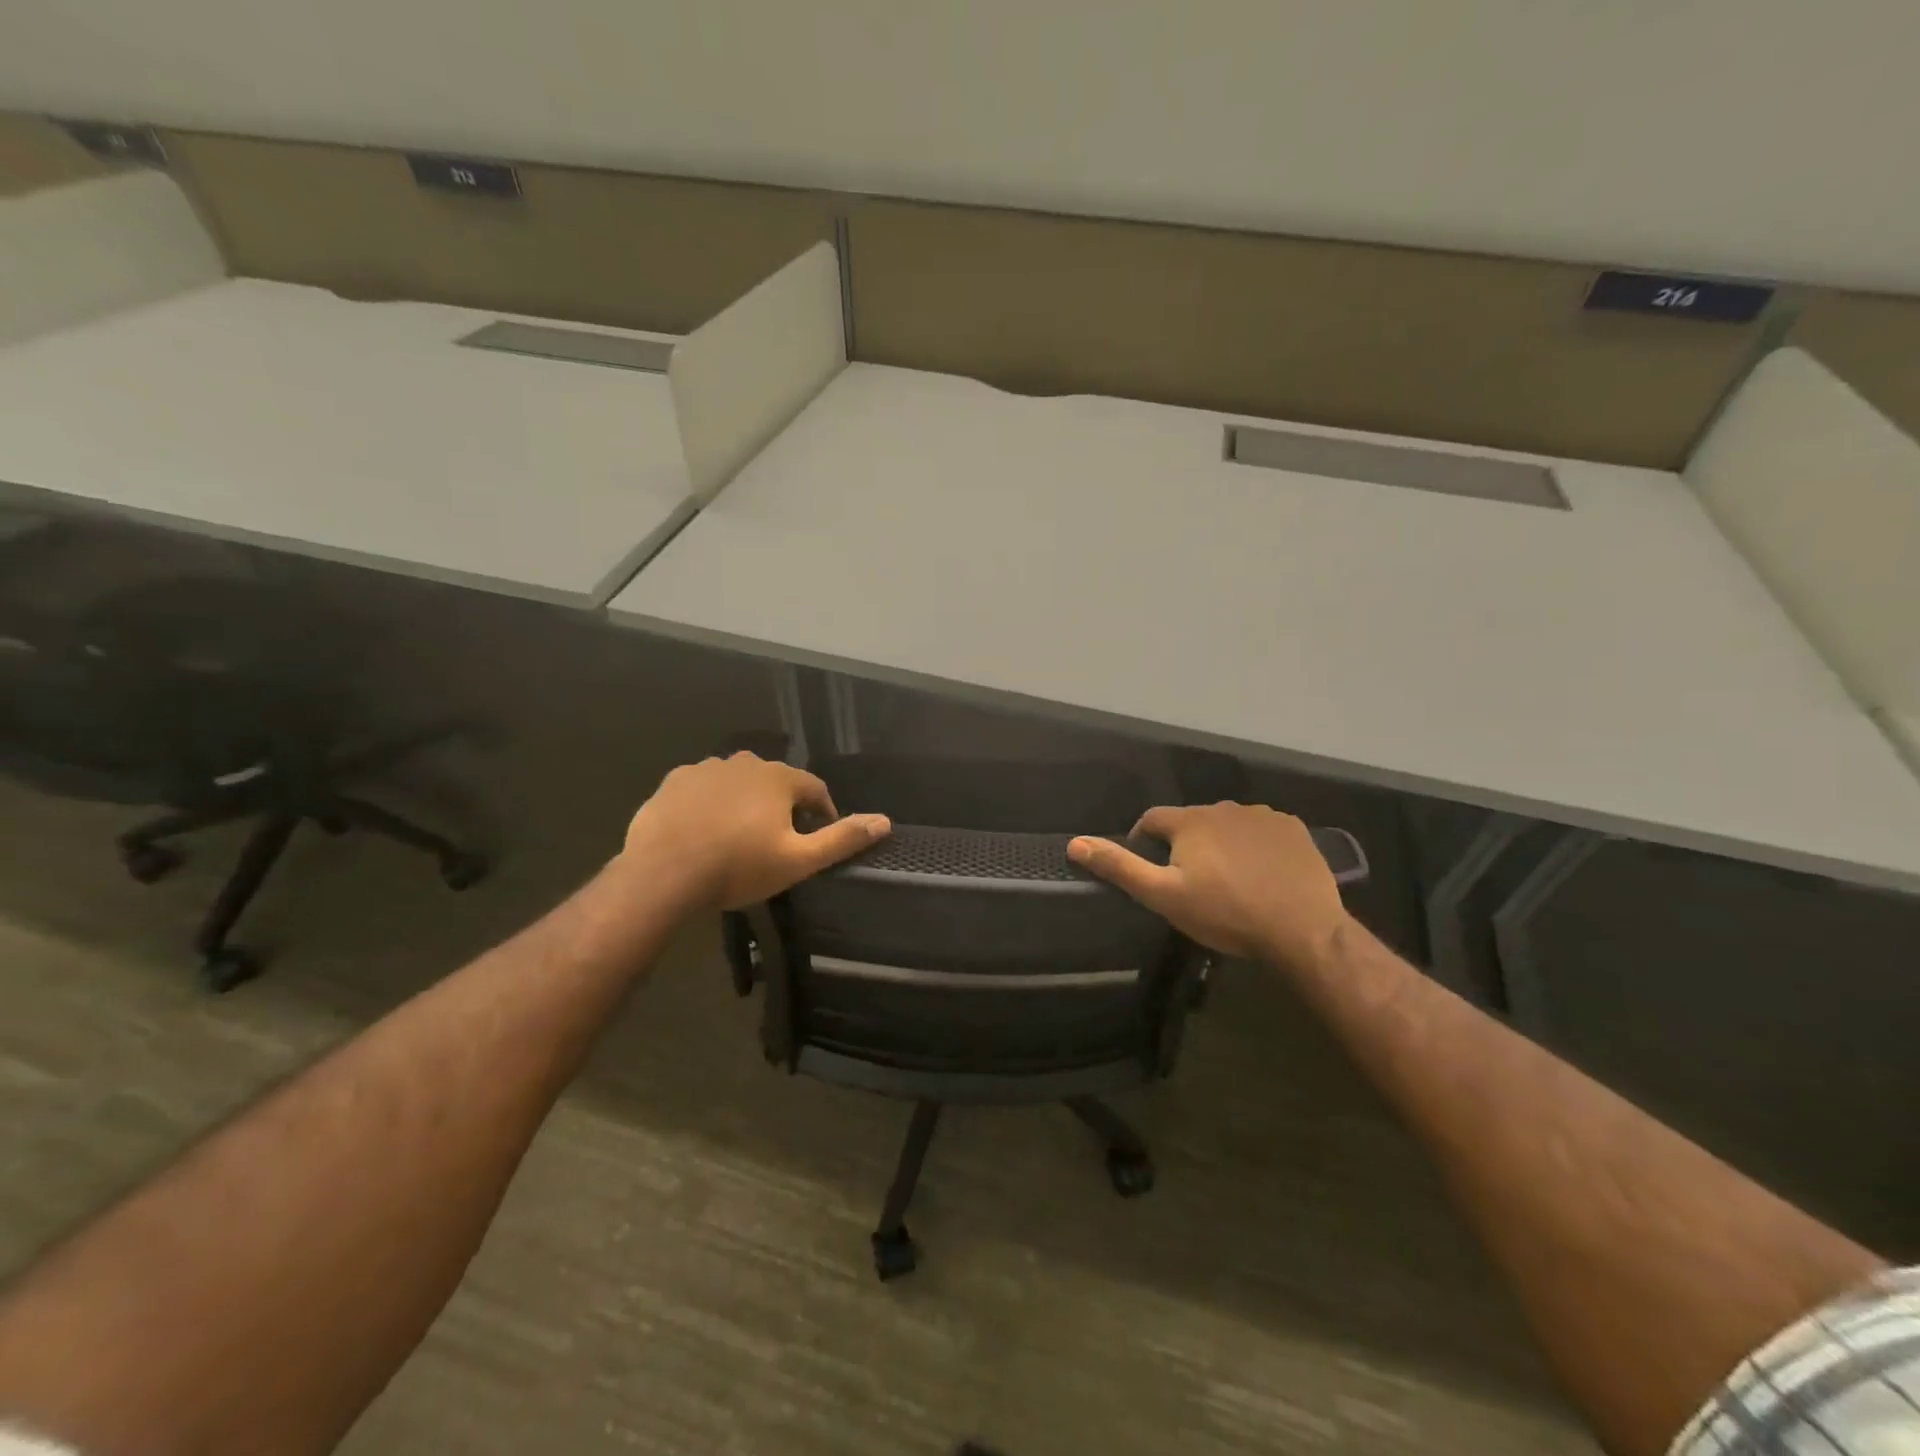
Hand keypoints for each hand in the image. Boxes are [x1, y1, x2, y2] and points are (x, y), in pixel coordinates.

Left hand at [624, 752, 890, 910]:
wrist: (663, 873)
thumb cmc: (738, 867)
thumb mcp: (798, 860)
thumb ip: (842, 839)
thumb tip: (885, 822)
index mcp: (778, 778)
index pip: (814, 788)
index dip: (821, 812)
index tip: (817, 835)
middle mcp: (744, 763)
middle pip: (774, 781)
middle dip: (781, 805)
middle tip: (776, 839)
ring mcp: (706, 769)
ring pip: (737, 782)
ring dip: (744, 801)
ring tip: (738, 835)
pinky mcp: (674, 781)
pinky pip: (703, 788)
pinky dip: (710, 803)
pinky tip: (703, 829)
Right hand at [1068, 802, 1351, 970]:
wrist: (1302, 929)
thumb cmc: (1225, 913)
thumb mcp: (1163, 896)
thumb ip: (1120, 867)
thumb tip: (1075, 843)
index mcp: (1190, 820)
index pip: (1152, 820)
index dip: (1143, 841)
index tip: (1148, 869)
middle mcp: (1224, 807)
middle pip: (1191, 822)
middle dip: (1184, 845)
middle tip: (1190, 882)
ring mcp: (1263, 815)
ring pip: (1228, 825)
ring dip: (1220, 843)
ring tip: (1227, 880)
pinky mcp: (1294, 829)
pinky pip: (1262, 831)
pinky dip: (1254, 846)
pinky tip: (1261, 874)